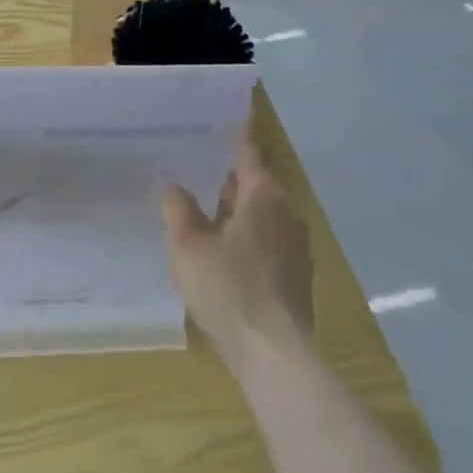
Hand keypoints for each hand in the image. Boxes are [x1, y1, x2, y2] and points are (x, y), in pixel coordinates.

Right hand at [162, 124, 313, 373]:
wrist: (275, 357)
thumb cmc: (229, 288)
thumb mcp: (188, 245)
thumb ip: (178, 209)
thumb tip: (176, 188)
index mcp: (264, 195)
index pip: (250, 151)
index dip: (240, 133)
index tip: (235, 115)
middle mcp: (286, 213)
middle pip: (259, 183)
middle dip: (235, 175)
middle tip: (206, 163)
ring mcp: (296, 247)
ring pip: (265, 214)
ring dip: (240, 208)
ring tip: (210, 207)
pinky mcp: (296, 278)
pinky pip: (269, 240)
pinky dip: (249, 235)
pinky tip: (226, 251)